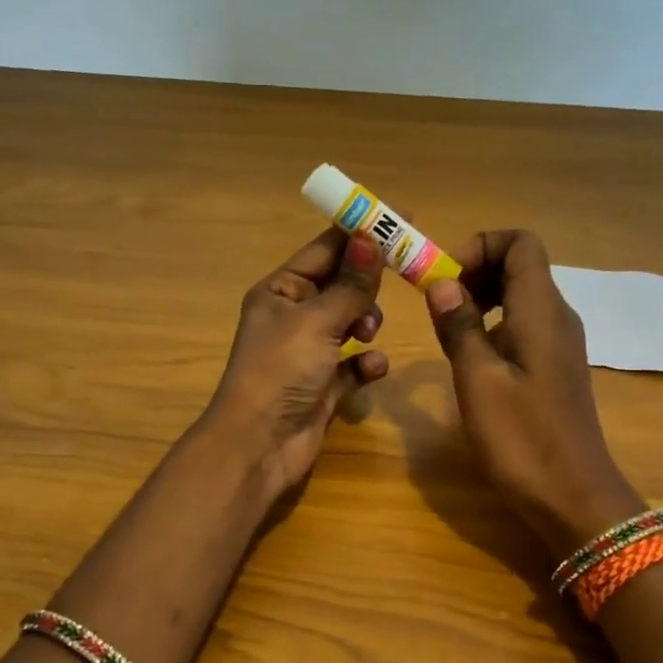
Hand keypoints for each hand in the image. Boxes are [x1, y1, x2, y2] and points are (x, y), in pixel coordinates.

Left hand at [200, 225, 390, 500]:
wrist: (260, 445)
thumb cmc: (280, 371)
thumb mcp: (316, 320)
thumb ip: (350, 284)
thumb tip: (371, 238)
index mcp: (280, 291)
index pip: (325, 249)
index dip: (360, 232)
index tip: (401, 217)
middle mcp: (293, 317)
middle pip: (341, 284)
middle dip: (367, 282)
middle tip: (403, 275)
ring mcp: (308, 353)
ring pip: (350, 322)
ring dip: (366, 322)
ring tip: (368, 332)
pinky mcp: (324, 386)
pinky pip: (354, 364)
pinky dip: (366, 363)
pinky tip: (372, 368)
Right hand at [424, 230, 642, 555]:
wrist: (573, 496)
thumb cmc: (522, 438)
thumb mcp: (478, 381)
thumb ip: (459, 326)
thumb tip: (442, 283)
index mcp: (541, 311)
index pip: (520, 242)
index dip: (479, 247)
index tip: (444, 280)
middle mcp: (557, 317)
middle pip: (520, 265)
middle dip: (475, 271)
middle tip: (438, 305)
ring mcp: (560, 344)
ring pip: (521, 297)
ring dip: (482, 300)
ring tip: (448, 331)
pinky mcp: (555, 369)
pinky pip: (524, 326)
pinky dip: (494, 326)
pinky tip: (472, 361)